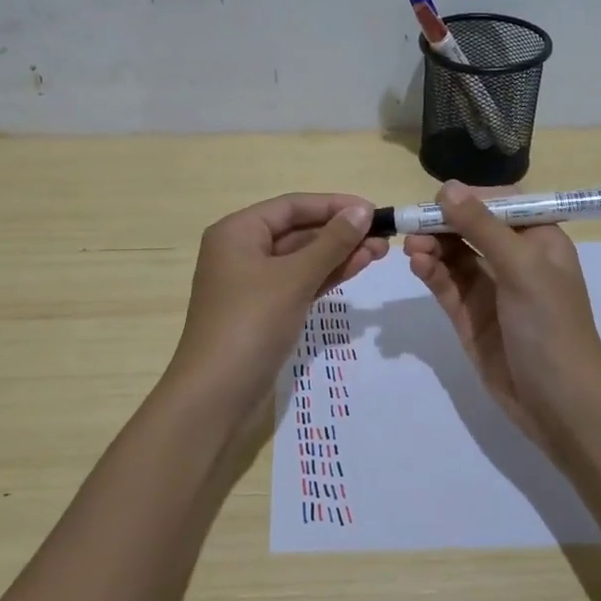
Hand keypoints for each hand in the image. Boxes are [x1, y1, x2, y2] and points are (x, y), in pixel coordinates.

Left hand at [167, 193, 388, 415]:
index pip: (291, 206)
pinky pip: (299, 282)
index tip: (372, 210)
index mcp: (237, 232)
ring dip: (339, 254)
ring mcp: (253, 283)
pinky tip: (357, 268)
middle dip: (340, 232)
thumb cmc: (250, 324)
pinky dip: (326, 276)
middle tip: (383, 236)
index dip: (333, 205)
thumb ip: (331, 242)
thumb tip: (362, 211)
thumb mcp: (294, 278)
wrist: (216, 395)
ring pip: (302, 258)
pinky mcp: (264, 310)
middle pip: (297, 230)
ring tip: (380, 252)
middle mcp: (242, 251)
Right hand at [404, 182, 600, 454]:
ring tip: (412, 248)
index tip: (439, 200)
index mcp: (539, 241)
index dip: (470, 198)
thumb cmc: (551, 326)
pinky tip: (417, 264)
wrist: (559, 404)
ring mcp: (490, 289)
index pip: (501, 204)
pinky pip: (446, 284)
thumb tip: (447, 187)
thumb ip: (482, 227)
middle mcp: (514, 260)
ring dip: (432, 247)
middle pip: (471, 228)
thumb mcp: (521, 268)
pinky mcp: (469, 316)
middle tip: (412, 225)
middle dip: (442, 223)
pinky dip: (430, 272)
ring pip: (453, 256)